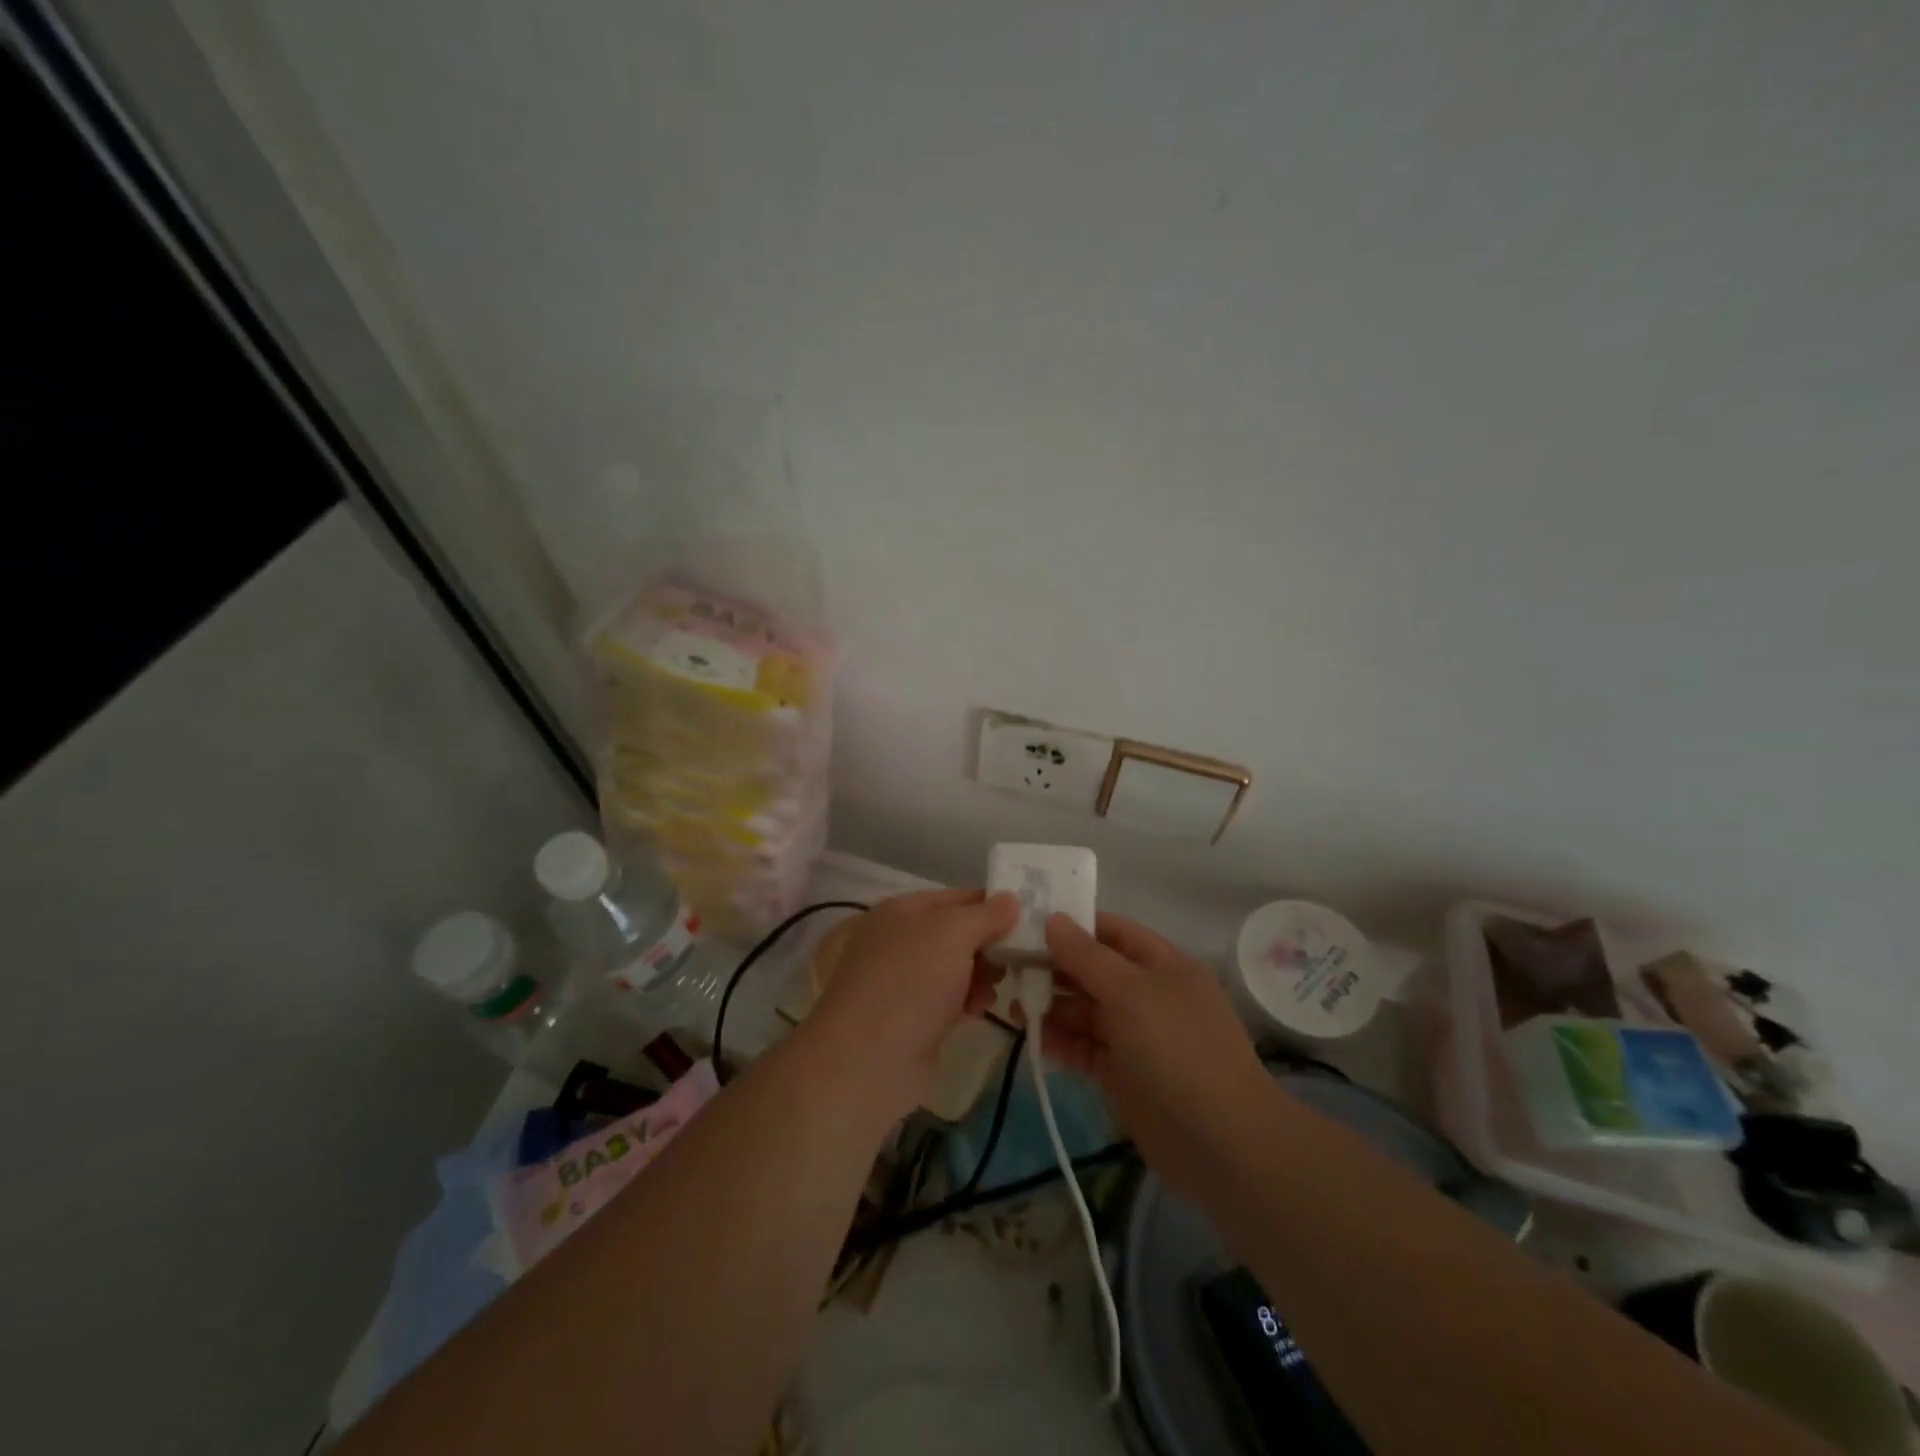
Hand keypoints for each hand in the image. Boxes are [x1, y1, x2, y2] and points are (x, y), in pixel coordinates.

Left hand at [805, 888, 1018, 1118]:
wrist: (869, 1060)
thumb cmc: (911, 982)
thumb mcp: (952, 933)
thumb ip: (986, 914)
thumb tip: (1011, 898)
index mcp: (903, 910)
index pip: (958, 897)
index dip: (993, 904)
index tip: (1031, 917)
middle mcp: (902, 939)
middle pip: (960, 932)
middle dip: (991, 943)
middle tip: (1022, 955)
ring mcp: (906, 981)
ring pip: (959, 967)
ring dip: (984, 973)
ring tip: (999, 985)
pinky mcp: (915, 1017)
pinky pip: (952, 998)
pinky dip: (970, 1000)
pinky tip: (981, 1009)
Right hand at [1037, 911, 1273, 1199]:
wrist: (1221, 1144)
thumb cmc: (1177, 1050)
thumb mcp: (1131, 992)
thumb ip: (1087, 956)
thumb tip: (1053, 919)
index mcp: (1162, 965)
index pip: (1112, 932)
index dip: (1073, 926)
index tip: (1028, 924)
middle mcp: (1149, 995)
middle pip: (1094, 971)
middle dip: (1055, 969)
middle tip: (1009, 969)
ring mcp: (1136, 1037)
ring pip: (1086, 1012)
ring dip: (1052, 1008)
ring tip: (1014, 1008)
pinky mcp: (1123, 1075)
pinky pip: (1085, 1048)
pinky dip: (1061, 1043)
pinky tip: (1033, 1041)